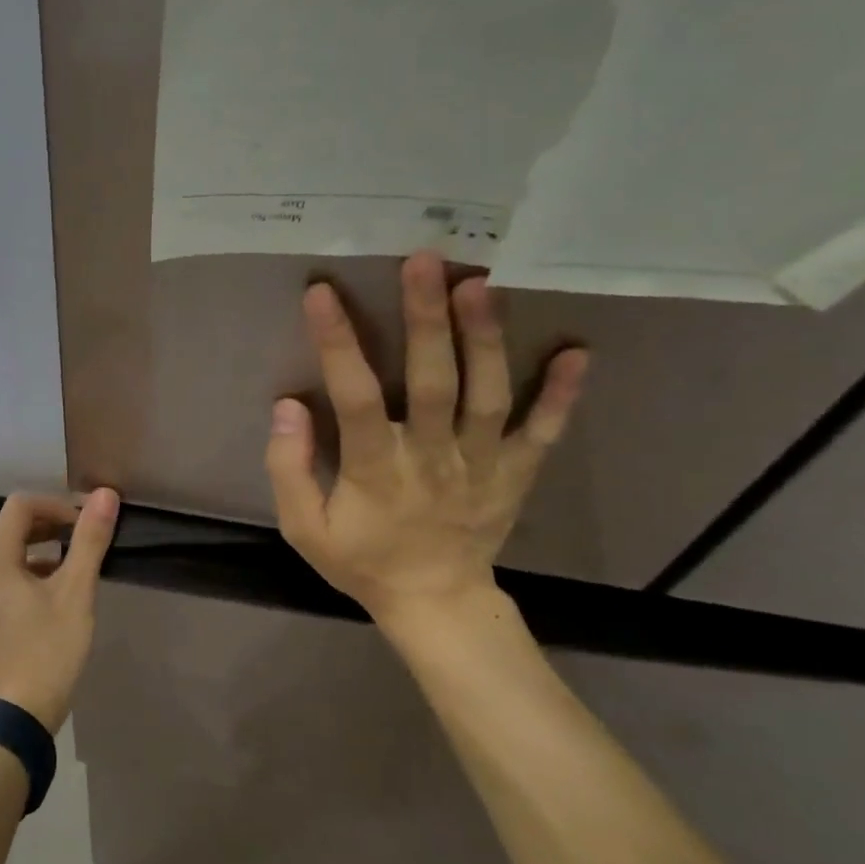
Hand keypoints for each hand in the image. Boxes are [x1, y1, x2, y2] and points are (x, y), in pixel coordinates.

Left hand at [0, 489, 119, 731]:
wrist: (17, 718)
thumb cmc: (49, 651)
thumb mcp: (76, 593)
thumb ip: (89, 541)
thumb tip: (106, 495)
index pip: (19, 508)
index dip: (55, 506)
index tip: (84, 525)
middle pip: (10, 532)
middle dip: (48, 528)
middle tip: (82, 543)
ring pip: (5, 561)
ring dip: (39, 555)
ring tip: (72, 573)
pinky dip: (25, 580)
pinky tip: (51, 603)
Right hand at [264, 253, 587, 628]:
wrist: (435, 603)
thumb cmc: (364, 562)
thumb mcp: (305, 529)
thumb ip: (289, 469)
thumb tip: (287, 406)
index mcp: (377, 472)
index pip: (355, 399)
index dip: (338, 344)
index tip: (322, 294)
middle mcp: (433, 458)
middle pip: (433, 383)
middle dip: (427, 319)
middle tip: (424, 260)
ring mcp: (482, 464)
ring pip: (488, 395)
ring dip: (486, 338)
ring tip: (479, 283)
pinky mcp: (516, 473)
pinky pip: (543, 431)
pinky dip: (562, 394)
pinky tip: (577, 350)